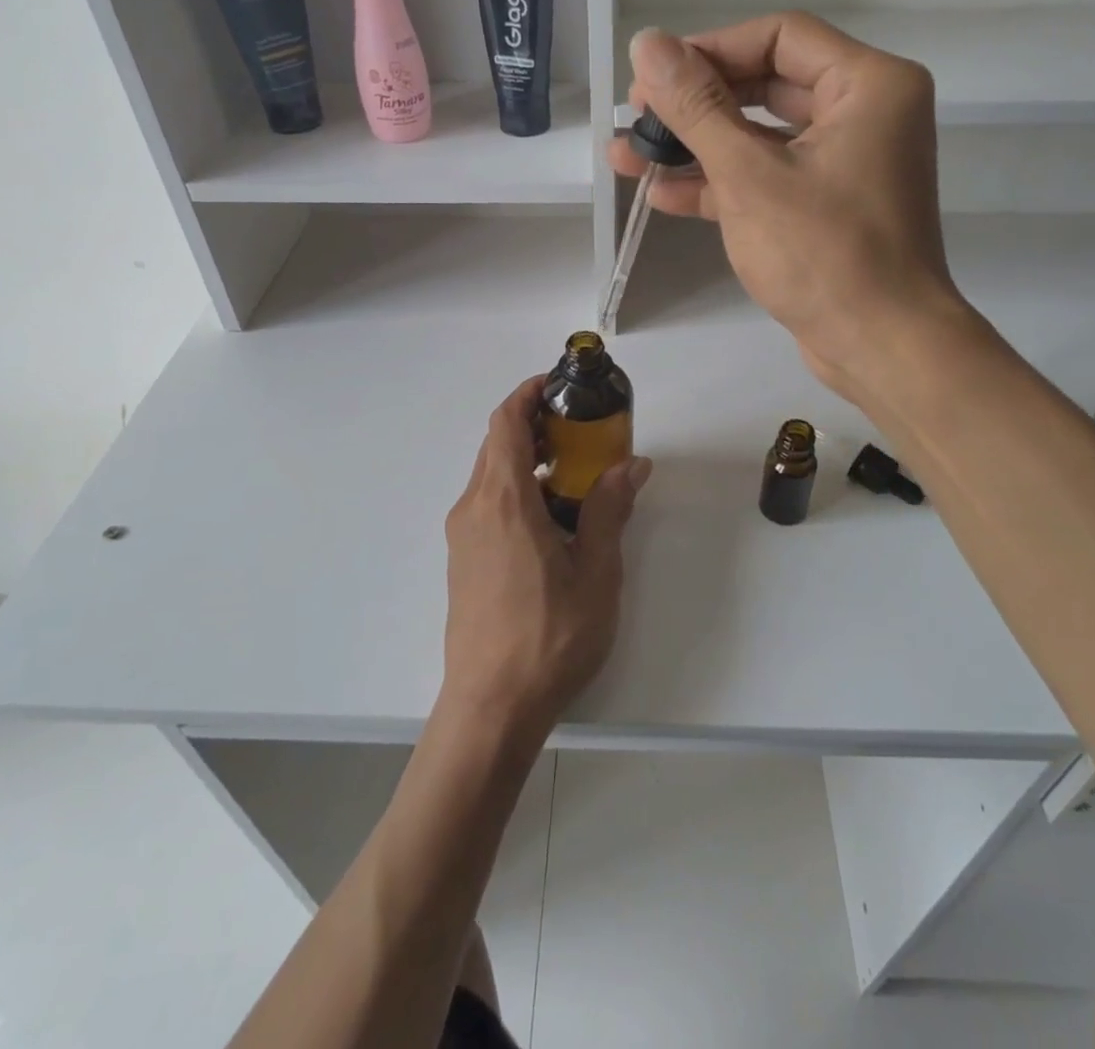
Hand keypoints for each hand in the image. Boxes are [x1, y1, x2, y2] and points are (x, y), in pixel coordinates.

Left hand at [441, 377, 650, 743]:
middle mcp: (473, 508)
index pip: (505, 423)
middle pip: (496, 445)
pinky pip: (487, 504)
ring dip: (526, 459)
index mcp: (503, 501)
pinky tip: (551, 519)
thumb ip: (609, 510)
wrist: (490, 708)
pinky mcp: (462, 560)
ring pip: (491, 475)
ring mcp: (463, 536)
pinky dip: (516, 489)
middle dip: (534, 425)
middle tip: (579, 429)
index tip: (558, 386)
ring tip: (572, 472)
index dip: (527, 394)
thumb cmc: (548, 637)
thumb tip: (632, 464)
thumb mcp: (595, 572)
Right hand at [607, 16, 968, 403]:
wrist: (880, 347)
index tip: (654, 75)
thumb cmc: (824, 253)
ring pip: (761, 136)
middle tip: (639, 114)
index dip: (710, 50)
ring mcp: (845, 163)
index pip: (779, 37)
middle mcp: (864, 113)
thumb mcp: (749, 175)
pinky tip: (662, 192)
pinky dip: (721, 183)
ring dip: (697, 146)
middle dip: (696, 102)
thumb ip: (696, 107)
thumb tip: (648, 43)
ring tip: (630, 154)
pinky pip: (769, 177)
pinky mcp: (826, 206)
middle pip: (767, 84)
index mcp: (868, 85)